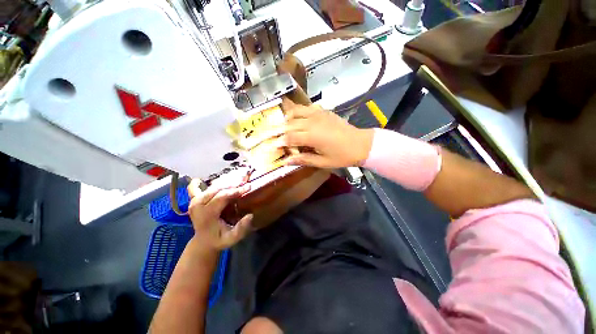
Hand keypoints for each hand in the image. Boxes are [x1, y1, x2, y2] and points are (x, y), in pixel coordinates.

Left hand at [186, 178, 252, 251]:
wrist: (203, 242)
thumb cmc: (219, 240)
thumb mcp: (232, 239)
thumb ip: (241, 229)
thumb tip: (250, 215)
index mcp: (207, 214)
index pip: (222, 197)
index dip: (235, 191)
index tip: (248, 186)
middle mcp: (198, 206)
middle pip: (217, 189)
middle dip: (232, 185)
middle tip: (245, 182)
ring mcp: (194, 202)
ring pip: (211, 187)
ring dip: (225, 183)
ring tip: (238, 180)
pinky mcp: (193, 201)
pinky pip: (193, 189)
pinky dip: (197, 183)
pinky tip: (199, 179)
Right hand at [280, 104, 373, 167]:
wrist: (361, 144)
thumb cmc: (342, 156)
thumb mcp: (322, 162)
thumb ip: (303, 159)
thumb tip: (286, 161)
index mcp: (312, 136)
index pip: (289, 138)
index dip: (279, 142)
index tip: (271, 145)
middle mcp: (312, 122)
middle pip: (289, 124)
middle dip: (278, 129)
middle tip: (270, 134)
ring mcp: (318, 114)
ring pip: (296, 112)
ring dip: (287, 118)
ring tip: (283, 125)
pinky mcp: (324, 111)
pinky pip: (307, 107)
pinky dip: (298, 111)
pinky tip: (297, 117)